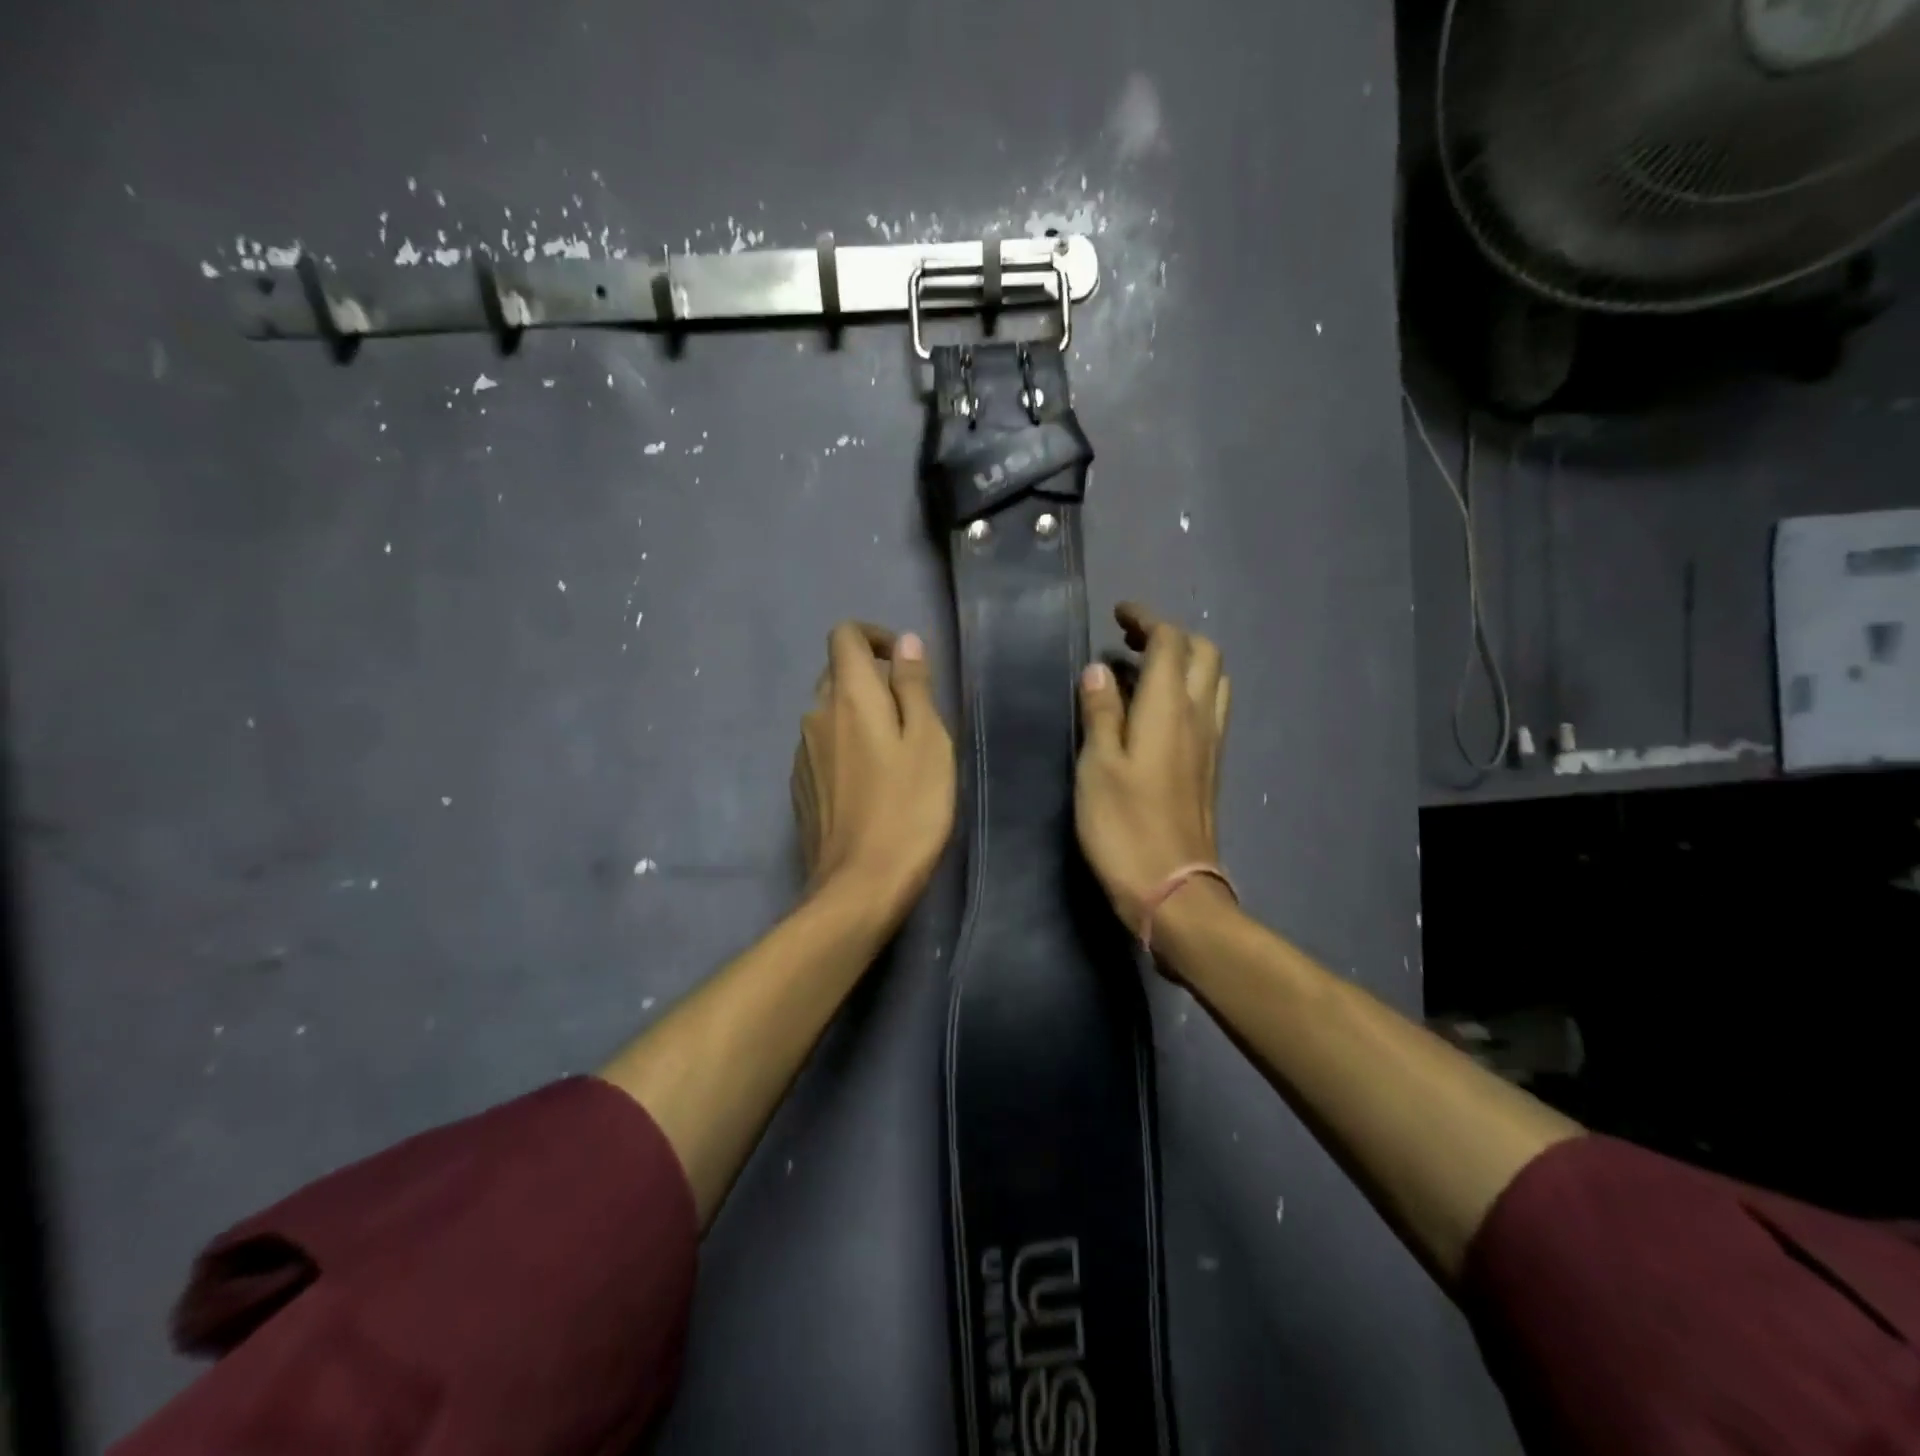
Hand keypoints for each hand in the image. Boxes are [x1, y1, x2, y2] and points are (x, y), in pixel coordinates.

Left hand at [791, 622, 956, 920]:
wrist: (859, 885)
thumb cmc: (908, 809)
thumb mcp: (928, 741)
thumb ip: (914, 686)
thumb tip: (904, 641)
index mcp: (848, 697)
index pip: (844, 635)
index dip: (873, 636)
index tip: (902, 661)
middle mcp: (815, 716)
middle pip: (837, 674)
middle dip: (872, 679)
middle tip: (912, 715)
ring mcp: (802, 754)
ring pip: (830, 713)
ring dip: (860, 716)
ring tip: (897, 754)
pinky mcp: (801, 786)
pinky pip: (824, 747)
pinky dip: (847, 747)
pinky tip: (872, 784)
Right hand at [1075, 603, 1230, 934]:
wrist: (1172, 888)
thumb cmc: (1124, 826)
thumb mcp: (1097, 766)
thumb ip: (1100, 713)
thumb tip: (1099, 670)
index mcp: (1170, 708)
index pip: (1170, 642)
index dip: (1147, 619)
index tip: (1120, 613)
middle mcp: (1200, 717)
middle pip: (1204, 653)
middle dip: (1171, 635)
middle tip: (1132, 640)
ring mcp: (1212, 743)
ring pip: (1214, 680)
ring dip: (1187, 661)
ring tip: (1148, 671)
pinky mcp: (1211, 767)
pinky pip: (1211, 708)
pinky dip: (1190, 690)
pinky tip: (1161, 711)